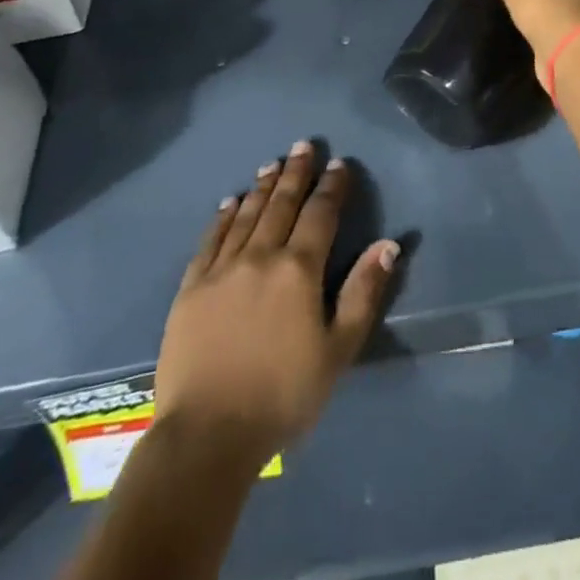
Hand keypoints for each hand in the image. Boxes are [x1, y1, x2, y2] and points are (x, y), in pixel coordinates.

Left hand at [155, 143, 399, 461]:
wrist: (207, 434)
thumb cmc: (283, 395)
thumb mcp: (338, 349)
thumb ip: (363, 292)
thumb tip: (388, 244)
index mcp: (299, 270)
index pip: (320, 214)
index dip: (332, 187)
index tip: (339, 163)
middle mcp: (260, 257)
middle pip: (282, 204)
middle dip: (296, 173)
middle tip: (303, 145)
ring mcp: (221, 270)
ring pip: (247, 215)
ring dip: (262, 187)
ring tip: (272, 163)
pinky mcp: (191, 288)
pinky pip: (210, 241)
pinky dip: (223, 218)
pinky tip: (230, 202)